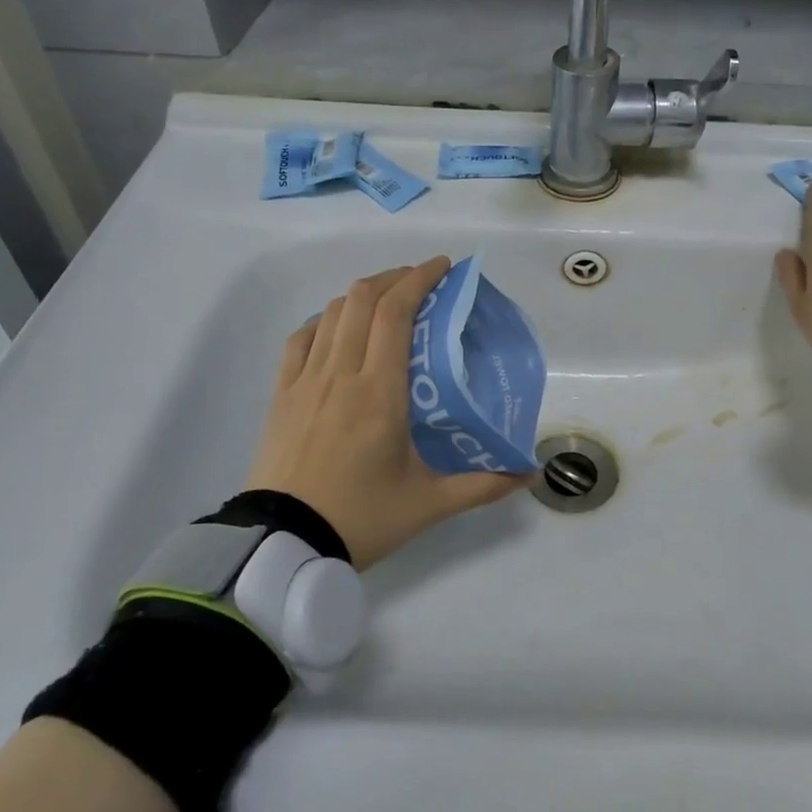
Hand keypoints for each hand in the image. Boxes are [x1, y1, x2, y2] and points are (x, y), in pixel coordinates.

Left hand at [245, 257, 527, 569]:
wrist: (285, 544)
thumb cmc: (361, 518)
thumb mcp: (429, 504)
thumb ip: (484, 485)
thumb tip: (530, 475)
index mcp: (379, 393)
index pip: (396, 313)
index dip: (419, 278)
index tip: (444, 267)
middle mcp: (341, 374)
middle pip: (363, 299)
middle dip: (395, 277)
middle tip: (423, 282)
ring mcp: (305, 381)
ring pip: (333, 313)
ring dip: (363, 294)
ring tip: (388, 300)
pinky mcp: (281, 394)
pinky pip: (301, 338)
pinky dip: (326, 320)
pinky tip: (339, 328)